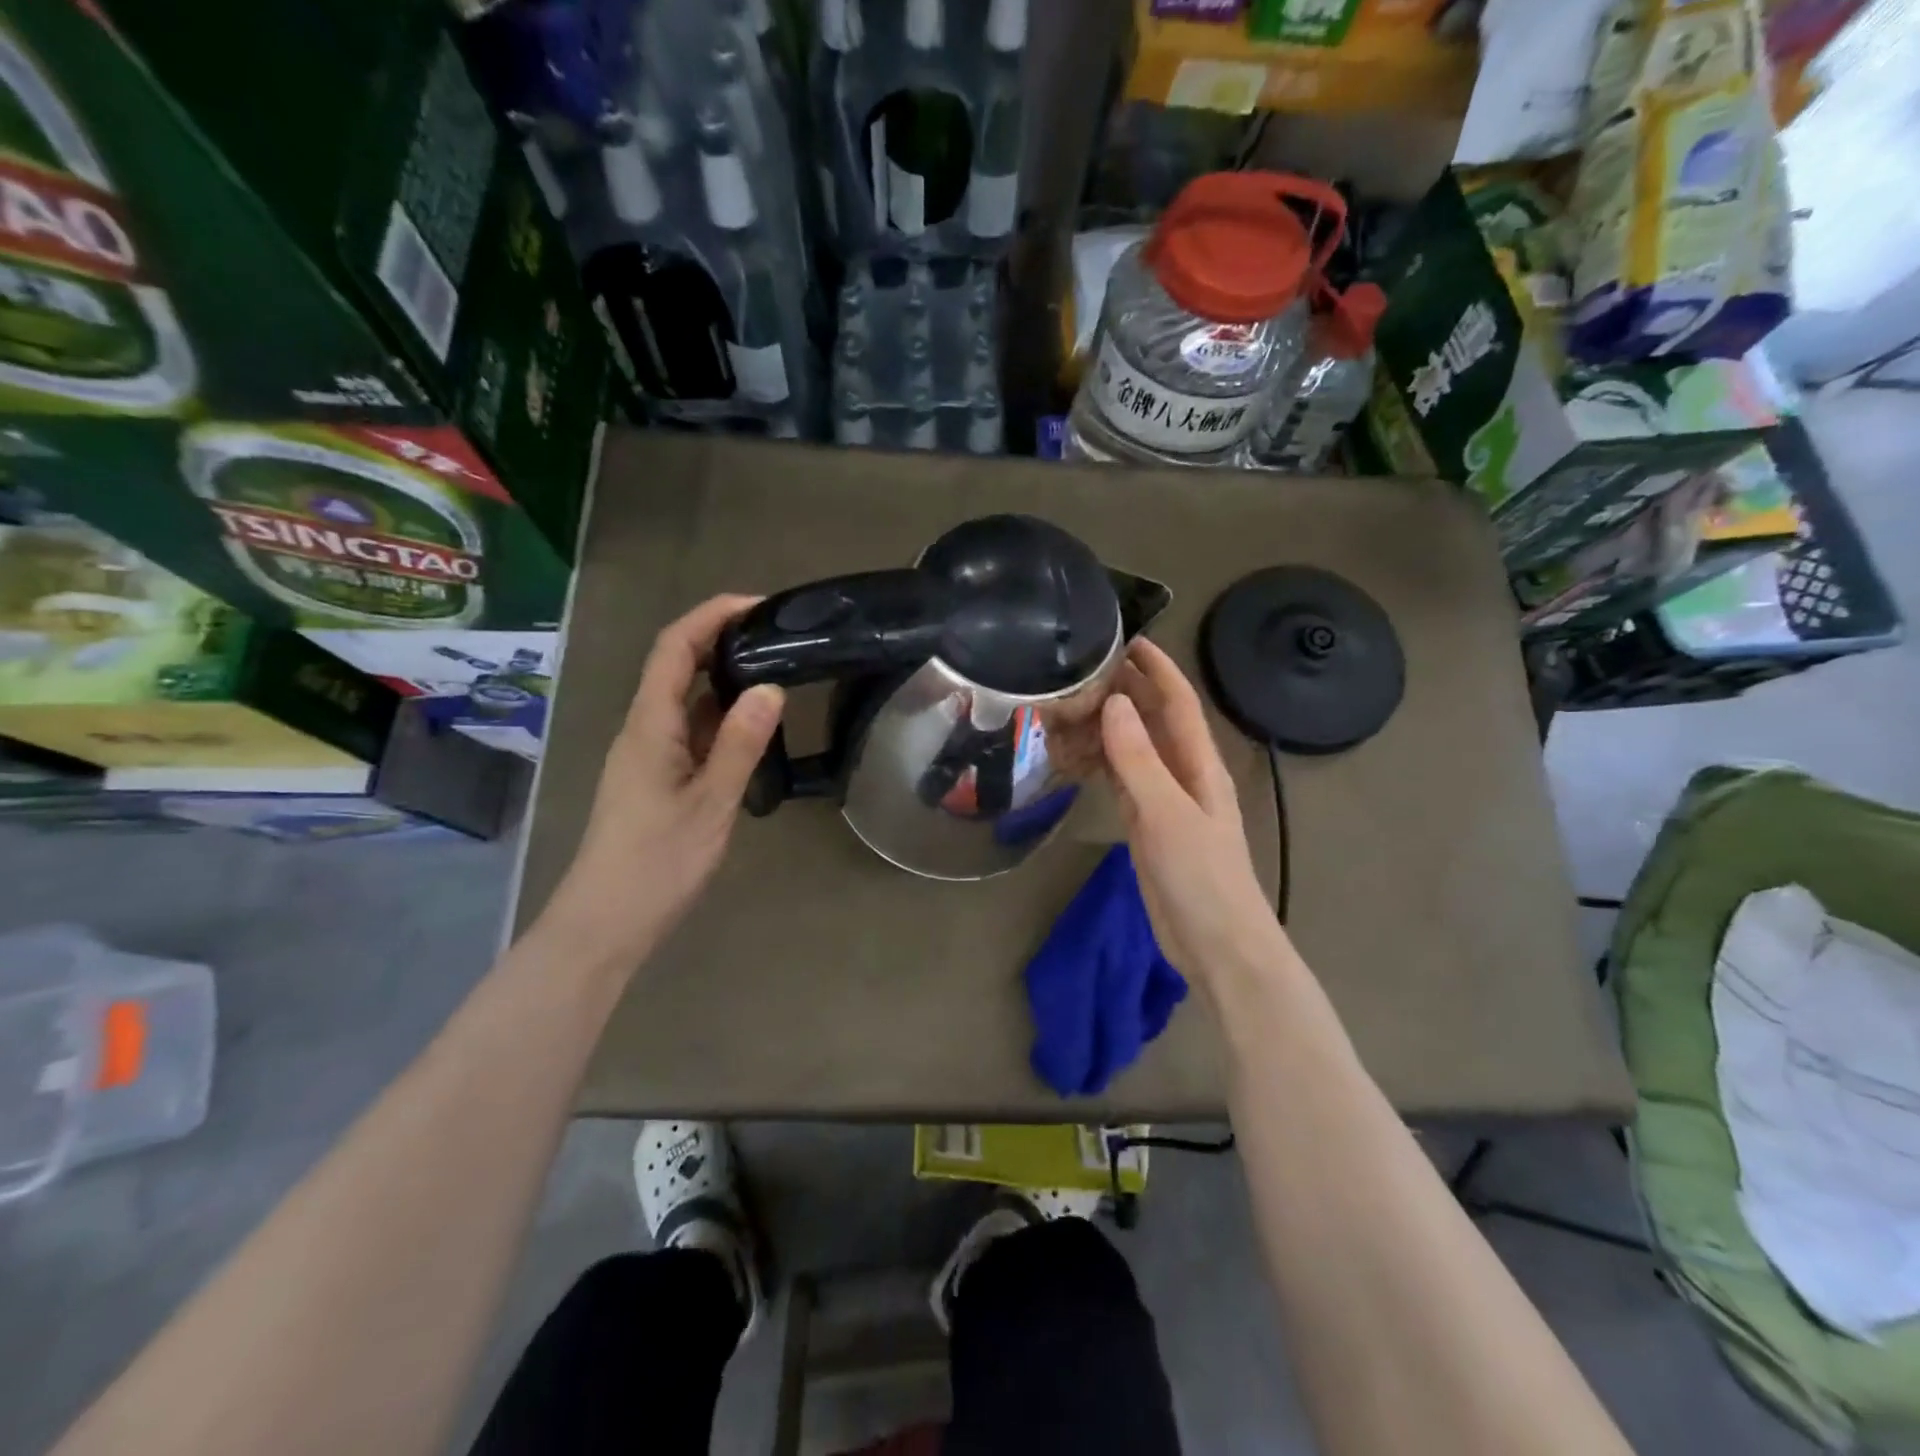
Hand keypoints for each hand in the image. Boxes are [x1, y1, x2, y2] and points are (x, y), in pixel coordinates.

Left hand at [541, 594, 784, 966]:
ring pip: (684, 700)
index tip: (759, 604)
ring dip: (723, 678)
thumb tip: (771, 686)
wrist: (606, 922)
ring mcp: (647, 754)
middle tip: (776, 635)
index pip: (674, 648)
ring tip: (773, 670)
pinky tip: (751, 727)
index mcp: (649, 725)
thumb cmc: (657, 863)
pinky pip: (689, 731)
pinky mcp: (656, 778)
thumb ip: (740, 743)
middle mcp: (643, 729)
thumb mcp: (710, 802)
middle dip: (721, 639)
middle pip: (676, 665)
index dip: (712, 615)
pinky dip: (720, 716)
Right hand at [1101, 638, 1282, 982]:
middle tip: (1082, 668)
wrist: (1217, 946)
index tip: (1126, 639)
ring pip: (1134, 750)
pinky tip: (1076, 755)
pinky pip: (1121, 782)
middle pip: (1154, 721)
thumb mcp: (1168, 814)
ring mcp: (1164, 802)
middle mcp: (1184, 775)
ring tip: (1070, 705)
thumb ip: (1139, 759)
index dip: (1157, 669)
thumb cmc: (1202, 877)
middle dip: (1127, 691)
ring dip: (1109, 727)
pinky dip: (1100, 764)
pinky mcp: (1146, 827)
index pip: (1178, 703)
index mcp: (1200, 765)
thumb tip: (1113, 703)